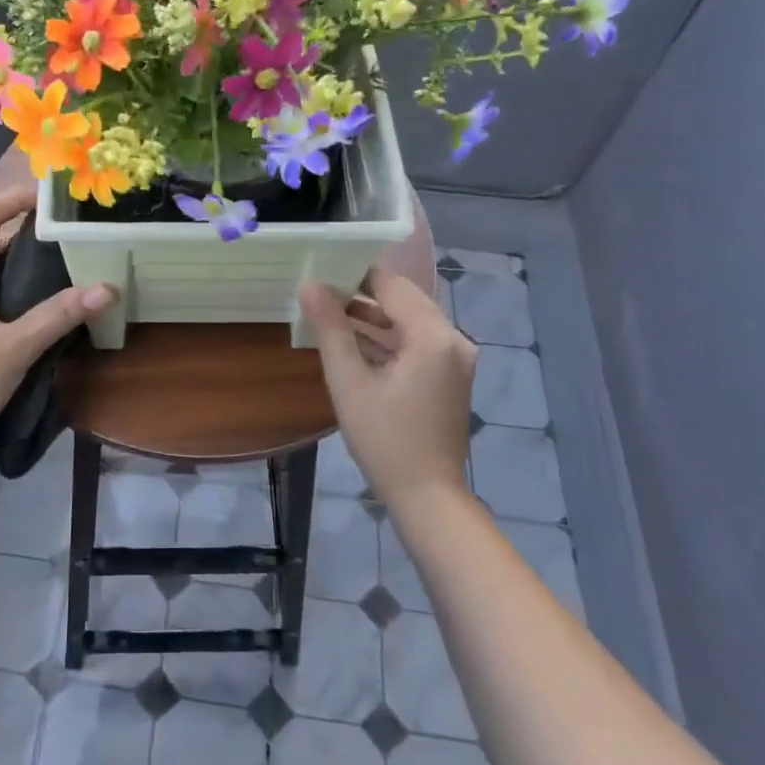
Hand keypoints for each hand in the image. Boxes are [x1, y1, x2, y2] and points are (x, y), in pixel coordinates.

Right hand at [299, 271, 477, 513]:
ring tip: (328, 311)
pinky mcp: (450, 374)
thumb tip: (309, 286)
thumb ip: (330, 329)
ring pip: (410, 320)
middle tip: (321, 288)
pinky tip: (353, 341)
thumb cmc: (384, 440)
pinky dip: (388, 338)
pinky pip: (417, 341)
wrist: (427, 496)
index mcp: (433, 336)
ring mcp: (455, 358)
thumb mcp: (349, 382)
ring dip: (373, 316)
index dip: (356, 273)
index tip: (321, 268)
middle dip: (363, 292)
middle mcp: (453, 339)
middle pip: (404, 298)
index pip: (392, 284)